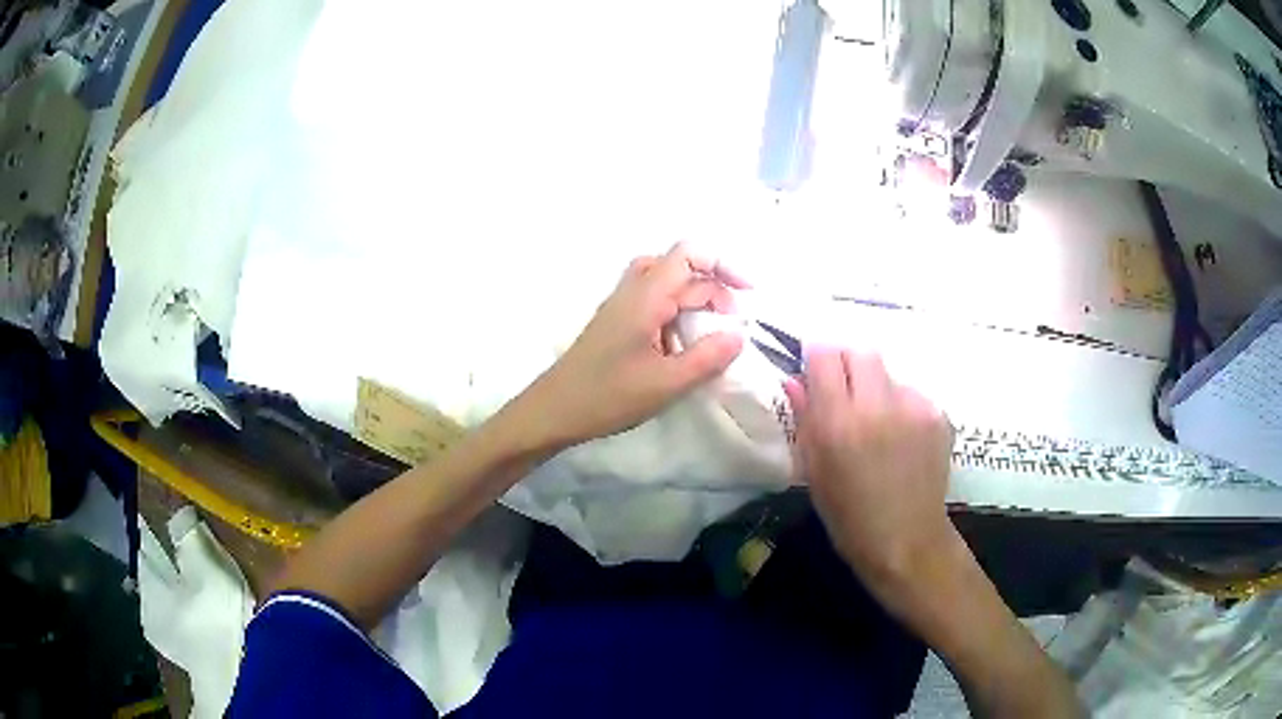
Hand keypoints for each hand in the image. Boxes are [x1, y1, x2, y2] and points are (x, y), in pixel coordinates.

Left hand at [529, 243, 746, 446]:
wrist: (554, 410)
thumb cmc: (608, 396)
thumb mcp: (667, 383)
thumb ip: (708, 358)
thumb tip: (740, 335)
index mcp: (646, 296)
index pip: (689, 254)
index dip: (724, 265)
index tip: (748, 294)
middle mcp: (633, 291)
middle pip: (681, 269)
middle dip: (714, 290)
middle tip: (732, 327)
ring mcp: (621, 305)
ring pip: (666, 284)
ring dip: (694, 301)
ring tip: (711, 332)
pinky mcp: (616, 322)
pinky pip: (654, 303)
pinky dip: (676, 314)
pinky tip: (681, 345)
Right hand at [784, 348, 956, 588]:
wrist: (908, 541)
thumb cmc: (849, 517)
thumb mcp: (814, 472)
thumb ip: (804, 419)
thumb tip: (793, 380)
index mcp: (839, 423)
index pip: (824, 355)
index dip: (815, 357)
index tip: (813, 370)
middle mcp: (878, 405)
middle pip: (860, 351)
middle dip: (847, 363)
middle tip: (844, 392)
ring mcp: (914, 407)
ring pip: (888, 373)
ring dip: (875, 388)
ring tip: (877, 424)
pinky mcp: (938, 415)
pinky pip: (911, 394)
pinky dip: (900, 407)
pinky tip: (900, 438)